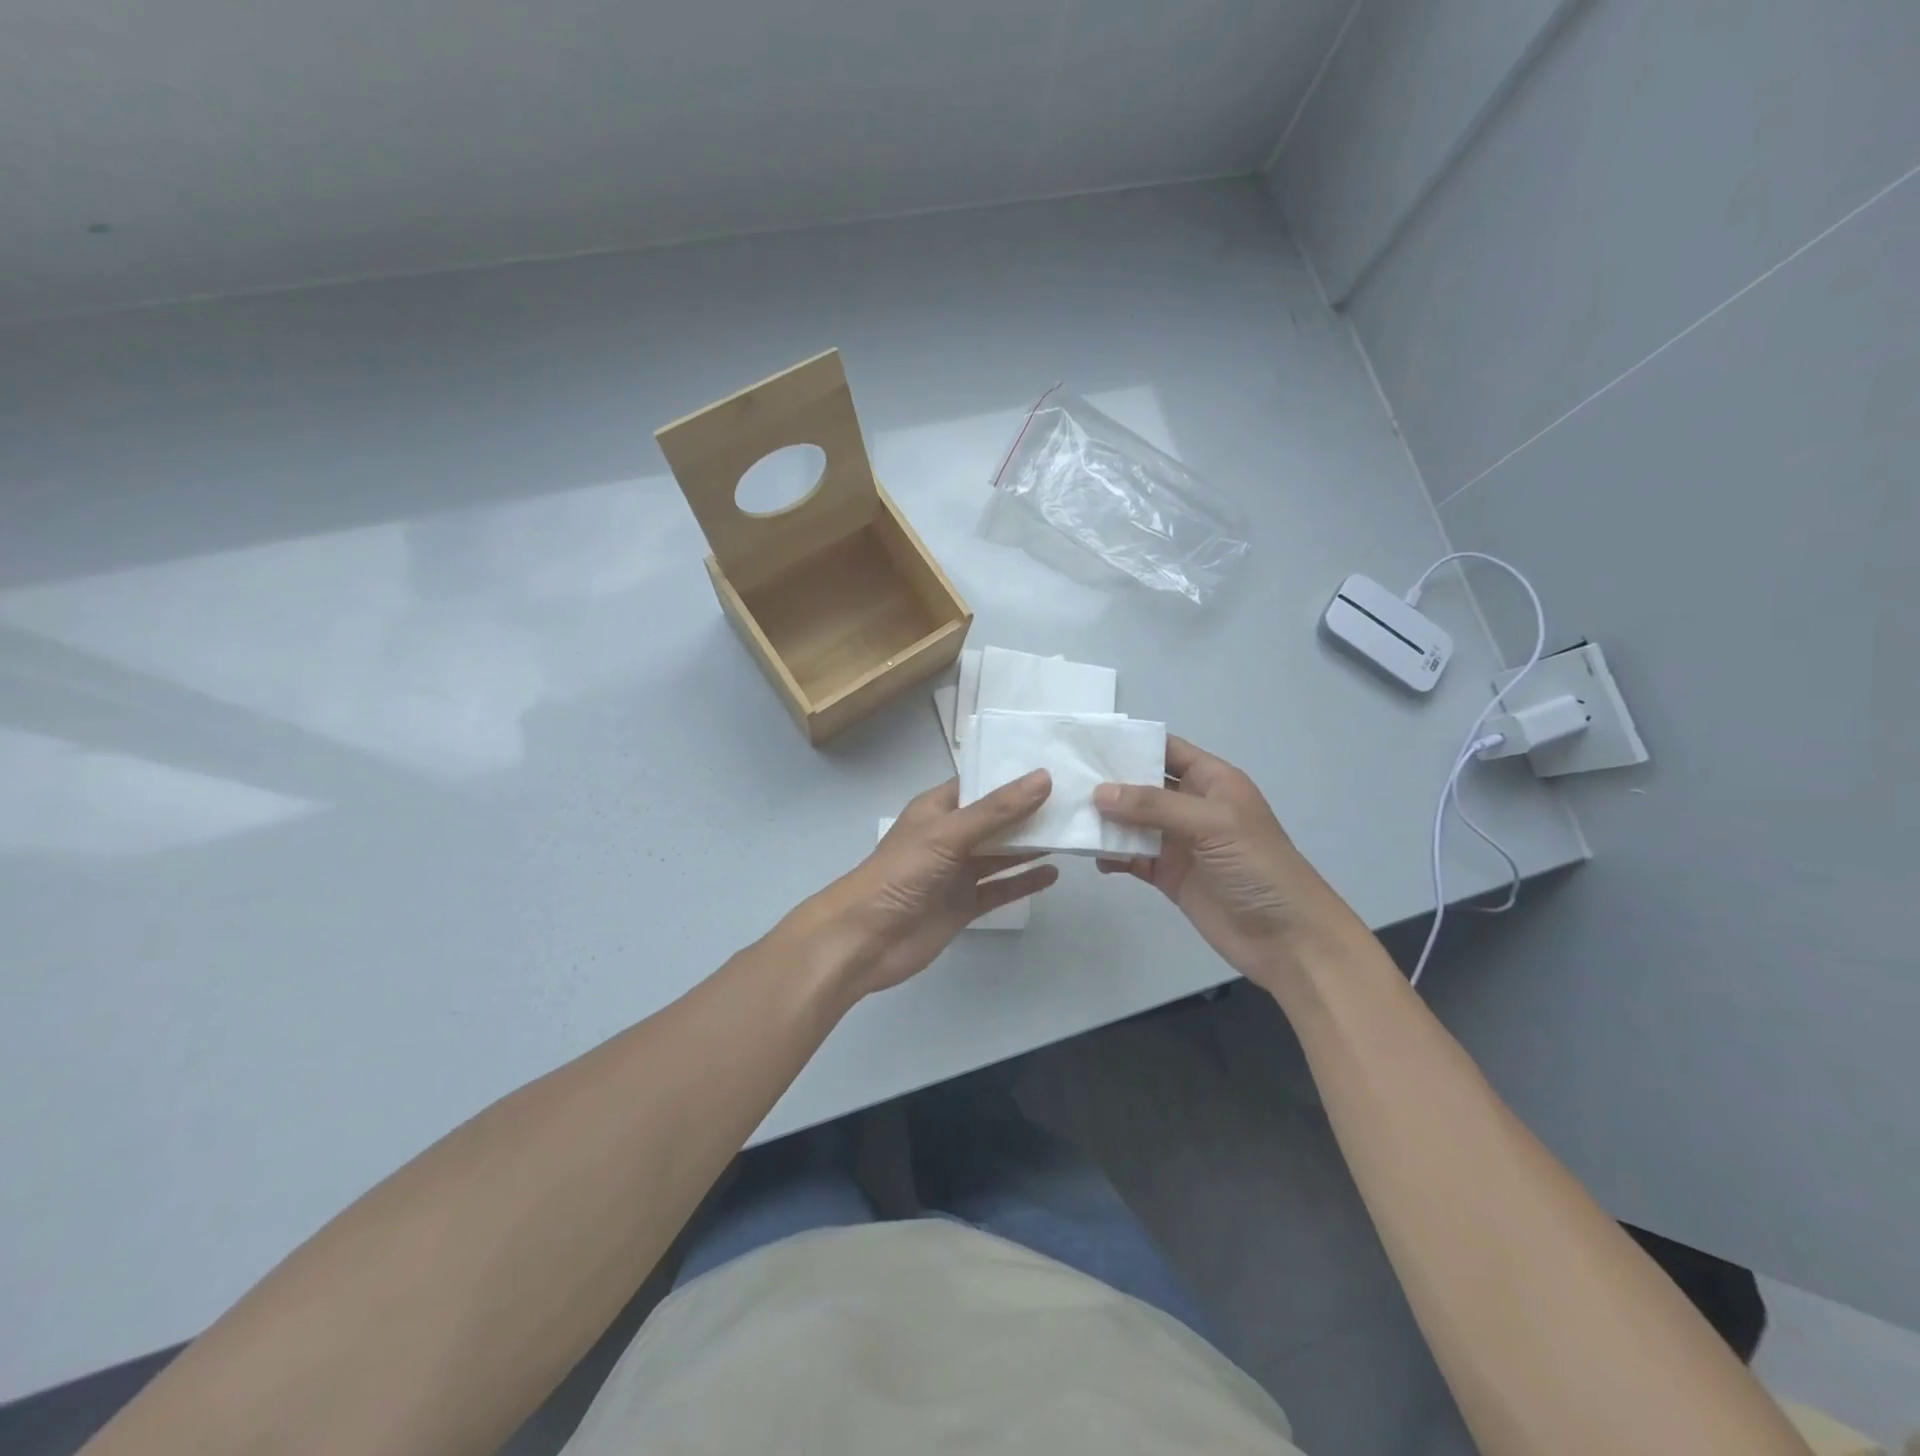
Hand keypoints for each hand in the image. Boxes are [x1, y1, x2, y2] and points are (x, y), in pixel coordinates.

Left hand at [798, 771, 1058, 998]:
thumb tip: (1044, 778)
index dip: (1014, 775)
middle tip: (1076, 799)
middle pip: (996, 819)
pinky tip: (1052, 874)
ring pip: (1001, 853)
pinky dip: (1024, 881)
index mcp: (938, 809)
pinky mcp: (963, 905)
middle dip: (1030, 811)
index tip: (1056, 765)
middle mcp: (950, 836)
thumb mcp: (949, 834)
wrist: (865, 939)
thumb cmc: (901, 874)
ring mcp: (957, 872)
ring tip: (1072, 832)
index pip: (981, 784)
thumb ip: (997, 810)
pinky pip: (1000, 888)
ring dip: (1031, 845)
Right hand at [1093, 736, 1370, 992]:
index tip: (1086, 740)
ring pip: (1132, 822)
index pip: (1166, 750)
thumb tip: (1099, 793)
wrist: (1288, 940)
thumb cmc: (1258, 867)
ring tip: (1068, 816)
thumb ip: (1155, 806)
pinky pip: (1133, 857)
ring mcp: (1179, 841)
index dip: (1131, 743)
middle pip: (1143, 785)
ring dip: (1105, 821)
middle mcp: (1192, 806)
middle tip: (1063, 778)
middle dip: (1108, 782)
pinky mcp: (1169, 875)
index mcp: (1212, 781)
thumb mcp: (1212, 824)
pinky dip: (1112, 855)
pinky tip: (1092, 856)